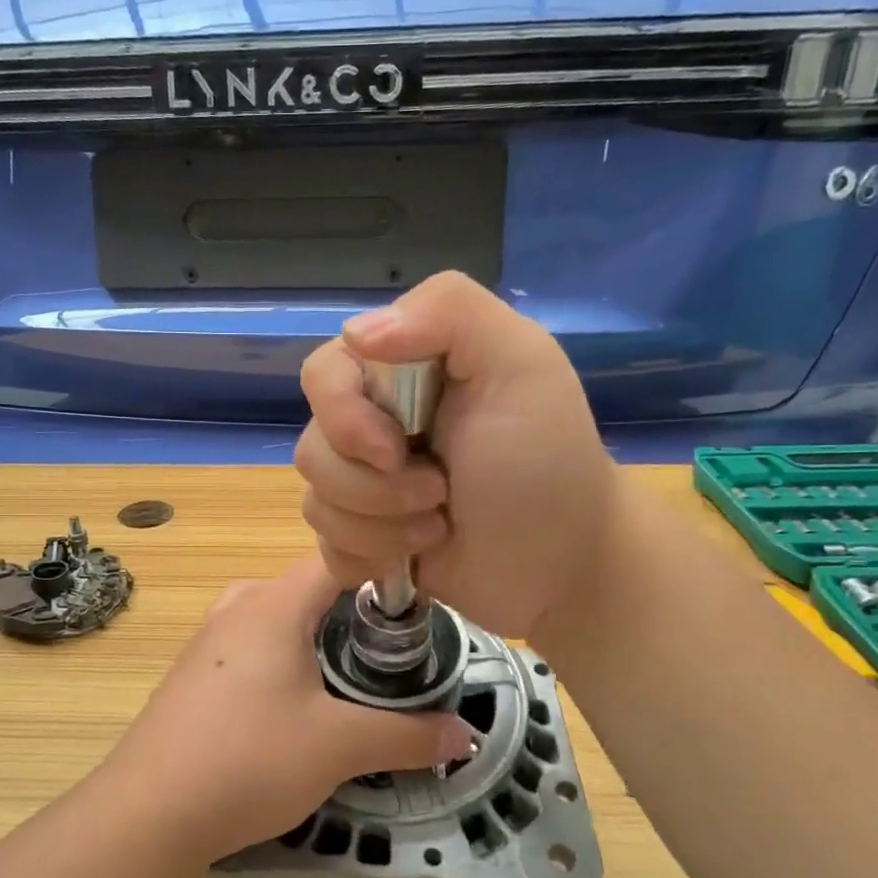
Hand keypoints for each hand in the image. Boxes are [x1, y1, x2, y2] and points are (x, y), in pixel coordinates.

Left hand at [108, 555, 470, 866]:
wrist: (148, 812)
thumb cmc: (249, 759)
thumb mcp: (340, 746)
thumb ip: (407, 736)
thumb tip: (467, 735)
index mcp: (273, 604)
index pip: (337, 559)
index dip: (381, 572)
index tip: (417, 606)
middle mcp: (237, 607)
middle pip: (308, 589)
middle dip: (352, 613)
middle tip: (392, 652)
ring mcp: (208, 641)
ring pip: (276, 620)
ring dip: (315, 640)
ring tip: (350, 679)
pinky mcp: (192, 675)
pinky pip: (249, 649)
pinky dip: (281, 662)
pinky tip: (293, 707)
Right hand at [296, 271, 614, 645]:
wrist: (564, 566)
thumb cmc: (547, 464)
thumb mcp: (521, 364)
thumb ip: (449, 311)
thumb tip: (354, 331)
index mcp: (403, 372)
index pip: (323, 375)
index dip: (344, 418)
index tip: (396, 451)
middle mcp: (376, 424)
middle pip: (313, 447)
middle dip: (375, 488)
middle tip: (440, 495)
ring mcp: (367, 486)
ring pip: (317, 503)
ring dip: (381, 527)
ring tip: (438, 529)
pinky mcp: (365, 539)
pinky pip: (326, 547)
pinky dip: (367, 558)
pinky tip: (412, 559)